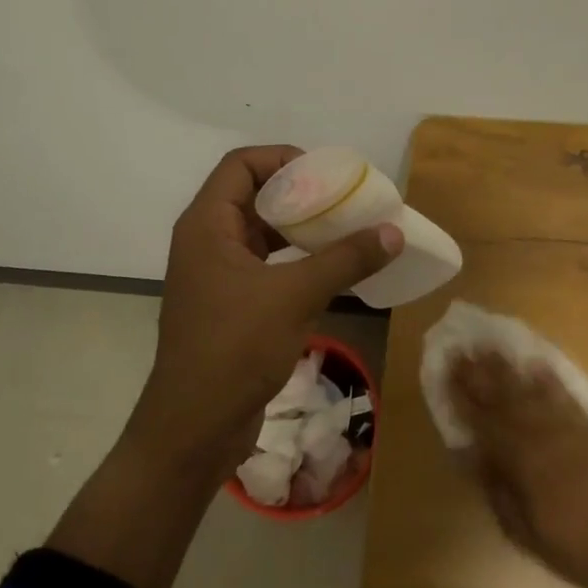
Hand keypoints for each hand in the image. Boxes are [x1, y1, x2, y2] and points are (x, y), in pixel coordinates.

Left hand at [125, 145, 402, 479]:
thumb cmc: (235, 349)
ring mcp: (216, 276)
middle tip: (345, 200)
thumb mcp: (295, 296)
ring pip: (261, 233)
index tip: (326, 174)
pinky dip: (296, 260)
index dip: (282, 158)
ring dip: (300, 229)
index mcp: (207, 225)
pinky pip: (266, 266)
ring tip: (345, 230)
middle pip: (253, 195)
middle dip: (299, 194)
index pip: (241, 165)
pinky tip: (330, 270)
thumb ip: (345, 260)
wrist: (194, 429)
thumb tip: (393, 231)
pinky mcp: (229, 305)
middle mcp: (206, 242)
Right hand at [451, 348, 587, 587]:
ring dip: (508, 368)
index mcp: (521, 460)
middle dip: (480, 372)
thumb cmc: (574, 548)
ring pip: (531, 390)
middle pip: (504, 396)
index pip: (483, 420)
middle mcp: (541, 435)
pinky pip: (564, 396)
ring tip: (490, 347)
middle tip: (462, 348)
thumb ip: (496, 488)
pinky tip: (536, 364)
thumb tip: (472, 453)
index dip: (462, 395)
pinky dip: (548, 379)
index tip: (445, 372)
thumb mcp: (523, 530)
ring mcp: (569, 428)